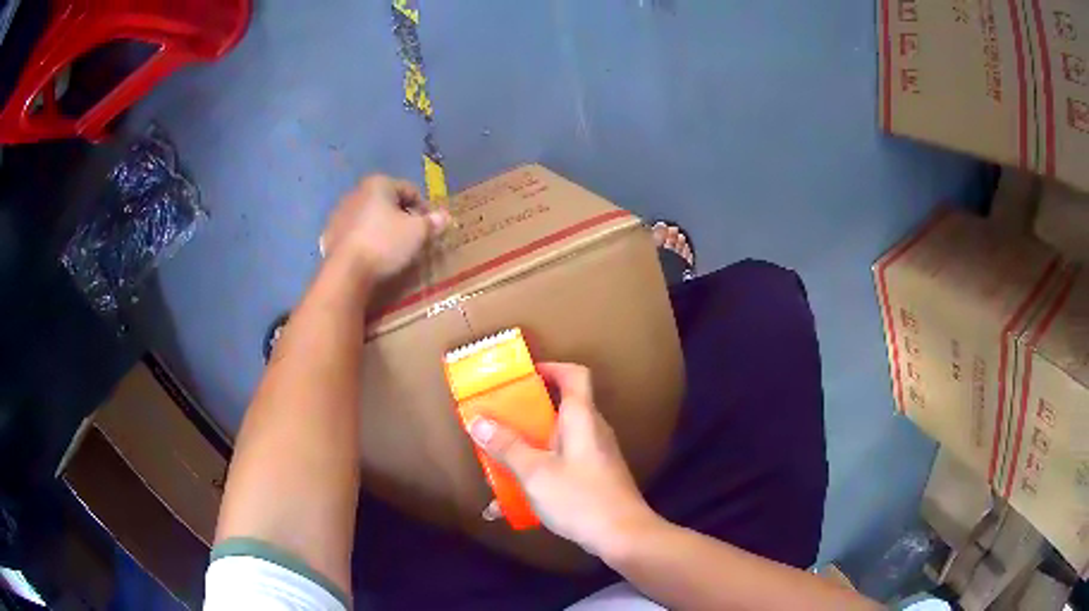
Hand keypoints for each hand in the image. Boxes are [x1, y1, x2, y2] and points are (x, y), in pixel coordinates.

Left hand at [321, 175, 449, 279]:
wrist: (347, 271)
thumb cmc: (385, 243)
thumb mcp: (417, 233)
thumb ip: (432, 222)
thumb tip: (444, 216)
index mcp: (378, 184)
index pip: (410, 190)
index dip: (424, 208)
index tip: (429, 227)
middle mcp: (357, 192)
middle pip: (387, 202)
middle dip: (401, 217)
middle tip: (412, 238)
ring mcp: (340, 213)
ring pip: (369, 217)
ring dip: (381, 228)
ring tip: (392, 249)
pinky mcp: (330, 234)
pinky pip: (354, 233)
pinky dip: (364, 239)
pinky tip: (371, 255)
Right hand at [468, 363, 659, 557]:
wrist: (622, 536)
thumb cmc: (580, 497)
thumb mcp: (535, 472)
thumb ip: (506, 446)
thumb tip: (477, 420)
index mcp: (582, 418)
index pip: (575, 374)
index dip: (551, 367)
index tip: (522, 375)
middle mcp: (591, 431)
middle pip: (559, 408)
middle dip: (525, 414)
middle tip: (496, 420)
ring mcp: (593, 456)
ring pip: (554, 442)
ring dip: (526, 450)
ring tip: (495, 462)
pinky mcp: (592, 478)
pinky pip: (559, 466)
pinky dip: (536, 475)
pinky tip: (510, 503)